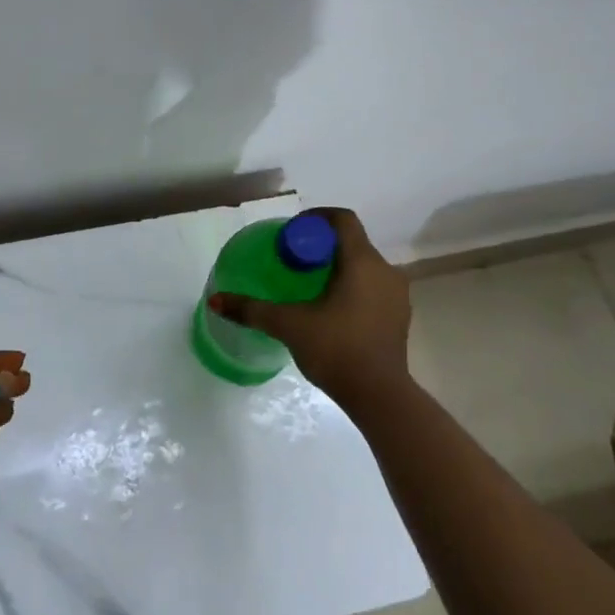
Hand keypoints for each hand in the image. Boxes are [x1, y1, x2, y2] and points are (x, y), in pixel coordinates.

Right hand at [208, 208, 410, 411]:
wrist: (380, 398)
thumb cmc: (337, 350)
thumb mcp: (288, 325)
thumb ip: (251, 309)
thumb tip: (216, 300)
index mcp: (362, 262)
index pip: (342, 219)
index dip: (316, 217)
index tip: (292, 231)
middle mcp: (385, 270)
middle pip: (351, 242)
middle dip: (321, 245)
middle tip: (293, 259)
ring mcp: (396, 295)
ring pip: (363, 266)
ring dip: (337, 267)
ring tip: (309, 284)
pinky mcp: (399, 317)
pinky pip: (373, 287)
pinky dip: (352, 287)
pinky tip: (330, 309)